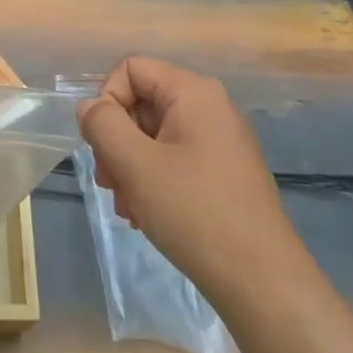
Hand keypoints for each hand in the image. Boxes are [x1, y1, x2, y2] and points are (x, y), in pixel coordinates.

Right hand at [80, 56, 295, 287]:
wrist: (262, 282)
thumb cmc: (195, 213)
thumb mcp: (136, 164)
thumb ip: (103, 125)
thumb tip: (89, 107)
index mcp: (194, 93)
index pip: (131, 69)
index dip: (107, 101)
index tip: (102, 145)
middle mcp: (210, 108)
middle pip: (141, 103)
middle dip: (116, 142)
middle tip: (110, 183)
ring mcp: (219, 141)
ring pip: (153, 136)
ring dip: (129, 167)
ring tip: (128, 207)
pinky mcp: (222, 173)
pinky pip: (173, 160)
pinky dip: (152, 181)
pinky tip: (146, 215)